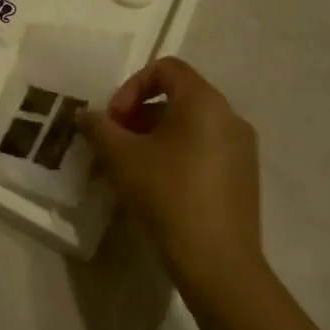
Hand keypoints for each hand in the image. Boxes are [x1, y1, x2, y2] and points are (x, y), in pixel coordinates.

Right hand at [79, 58, 262, 304]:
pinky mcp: (244, 177)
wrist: (217, 261)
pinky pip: (204, 149)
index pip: (165, 68)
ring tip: (130, 167)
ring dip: (155, 135)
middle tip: (115, 142)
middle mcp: (230, 117)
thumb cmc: (166, 194)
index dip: (131, 87)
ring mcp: (242, 149)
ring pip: (190, 125)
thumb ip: (98, 127)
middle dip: (139, 114)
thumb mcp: (119, 157)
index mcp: (204, 102)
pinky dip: (176, 154)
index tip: (115, 120)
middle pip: (177, 96)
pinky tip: (157, 187)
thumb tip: (85, 115)